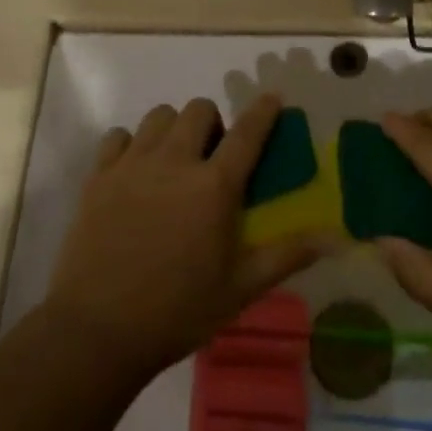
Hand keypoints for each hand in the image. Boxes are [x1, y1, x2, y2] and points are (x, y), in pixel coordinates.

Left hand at [43, 95, 322, 381]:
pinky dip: (131, 145)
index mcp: (214, 186)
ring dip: (173, 129)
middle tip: (212, 156)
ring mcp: (133, 164)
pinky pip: (118, 136)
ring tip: (173, 161)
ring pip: (159, 116)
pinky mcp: (99, 175)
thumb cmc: (177, 312)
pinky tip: (134, 172)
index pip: (248, 133)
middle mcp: (175, 161)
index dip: (263, 111)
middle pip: (199, 110)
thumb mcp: (240, 290)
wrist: (97, 331)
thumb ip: (286, 256)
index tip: (272, 99)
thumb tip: (334, 239)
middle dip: (212, 124)